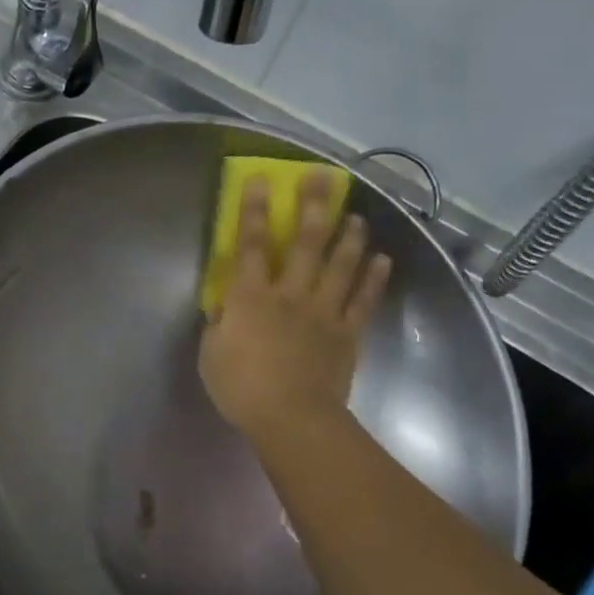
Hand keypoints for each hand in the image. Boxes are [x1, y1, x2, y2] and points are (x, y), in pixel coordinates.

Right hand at [199, 170, 392, 442]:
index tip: (261, 180)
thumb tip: (225, 306)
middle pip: (305, 243)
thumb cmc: (240, 387)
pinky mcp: (347, 334)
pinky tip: (382, 260)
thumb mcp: (211, 354)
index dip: (255, 211)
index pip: (252, 245)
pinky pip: (364, 301)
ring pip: (341, 265)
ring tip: (356, 216)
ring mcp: (324, 312)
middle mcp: (291, 294)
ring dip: (349, 237)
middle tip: (322, 178)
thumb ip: (220, 324)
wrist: (291, 417)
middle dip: (313, 207)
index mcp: (251, 298)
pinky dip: (374, 279)